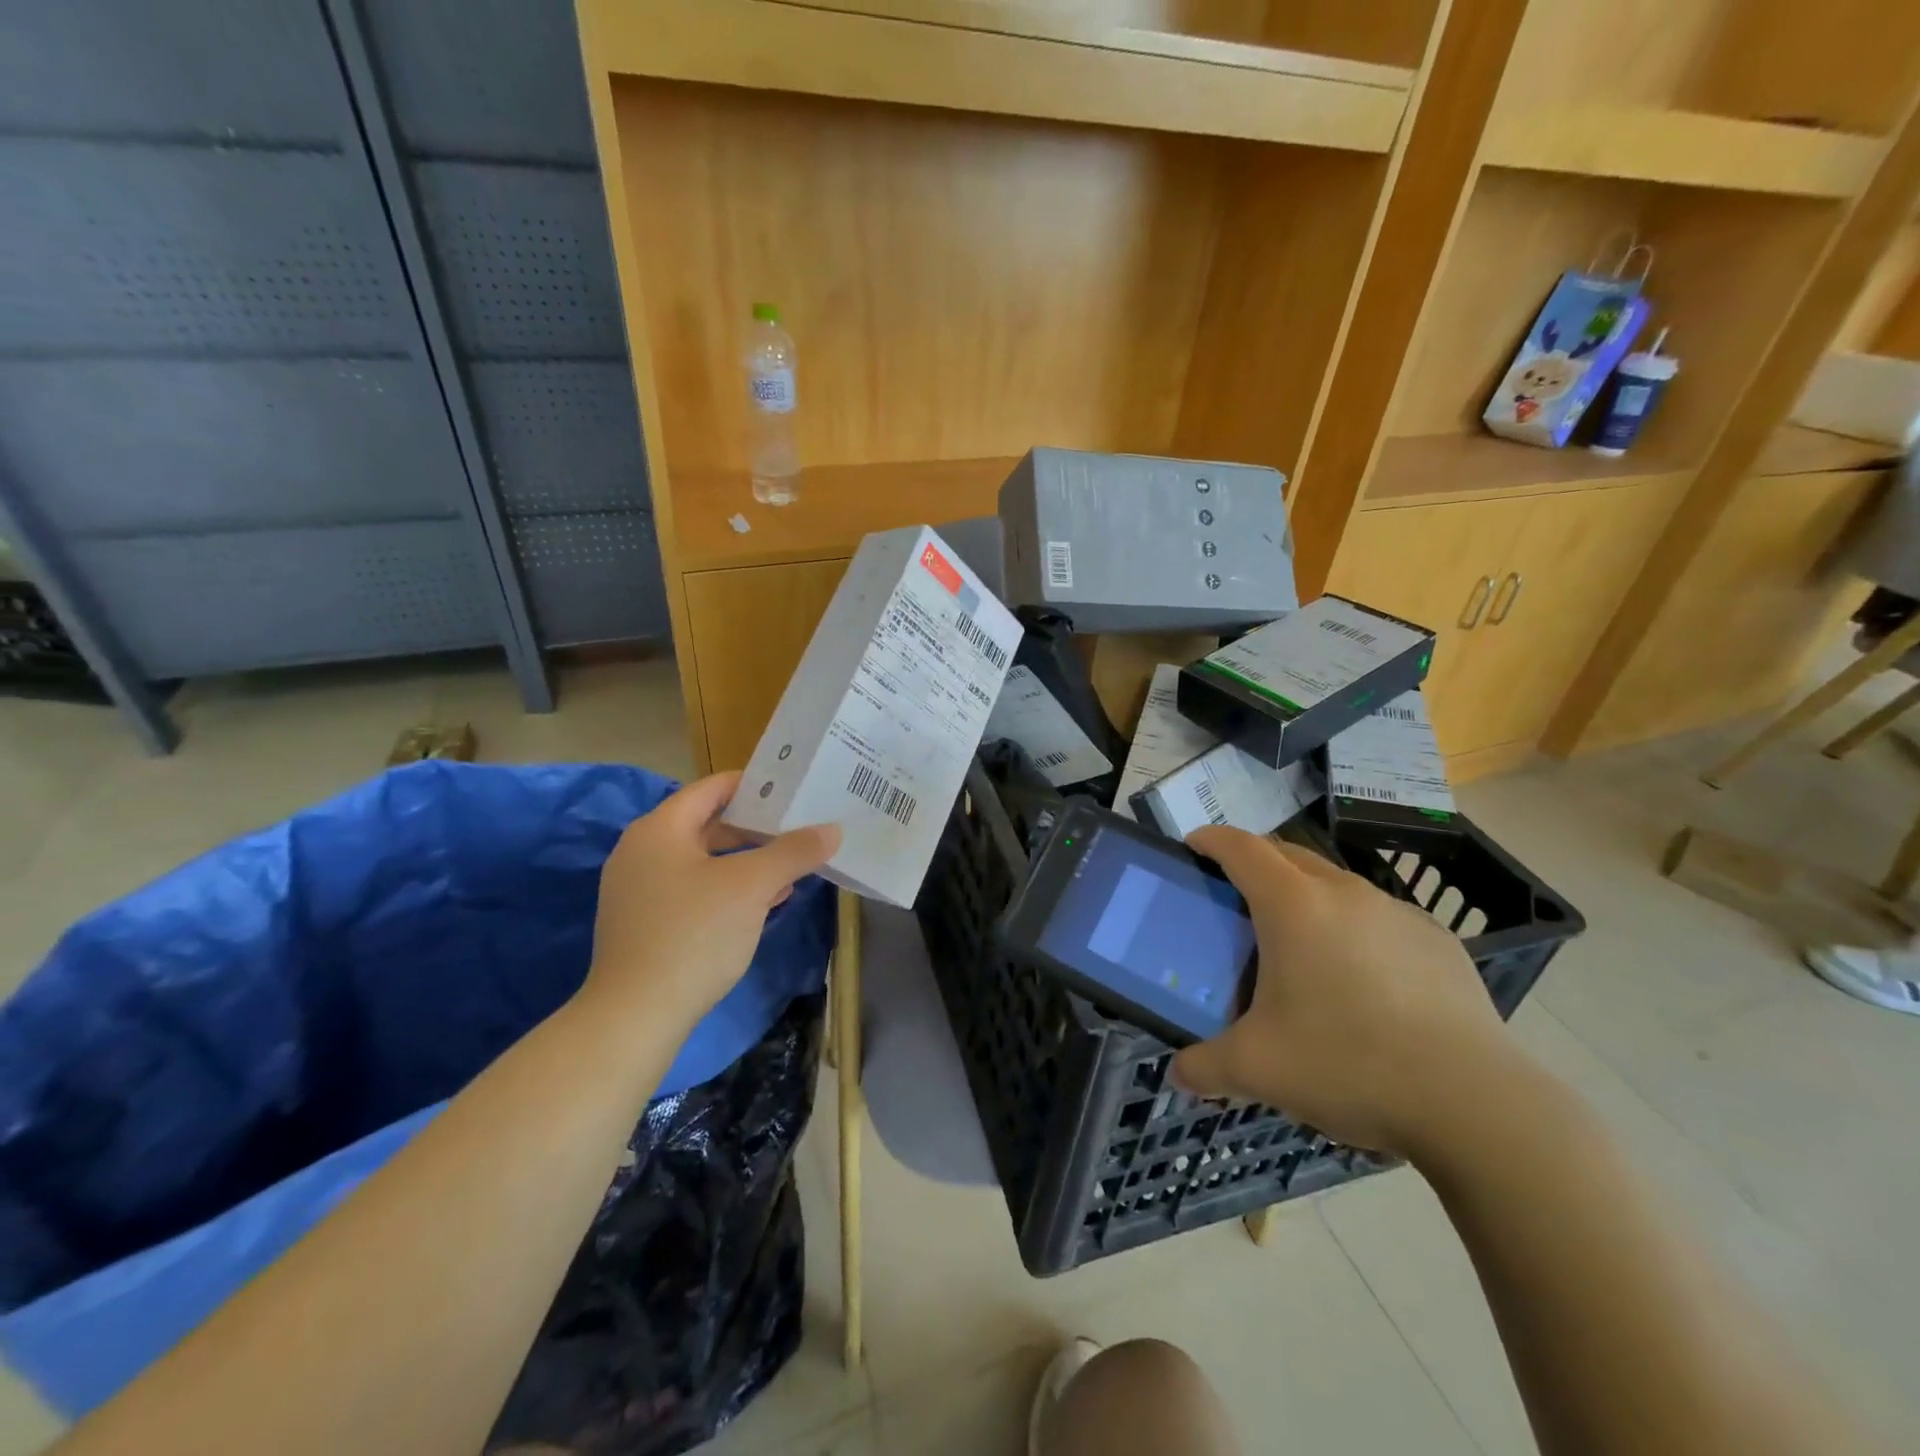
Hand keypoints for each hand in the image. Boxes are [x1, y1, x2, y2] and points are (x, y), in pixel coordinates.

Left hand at [581, 772, 839, 1030]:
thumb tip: (832, 830)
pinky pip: (692, 889)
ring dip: (745, 861)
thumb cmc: (694, 935)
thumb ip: (793, 852)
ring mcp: (638, 889)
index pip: (711, 788)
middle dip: (755, 828)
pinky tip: (762, 903)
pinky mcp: (643, 922)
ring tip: (790, 866)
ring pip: (702, 860)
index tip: (793, 789)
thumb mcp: (752, 887)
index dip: (754, 785)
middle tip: (798, 828)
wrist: (635, 1016)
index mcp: (660, 829)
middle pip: (707, 823)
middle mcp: (641, 851)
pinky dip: (726, 888)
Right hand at [1171, 827, 1526, 1156]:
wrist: (1474, 1101)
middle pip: (1288, 854)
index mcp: (1293, 905)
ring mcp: (1397, 912)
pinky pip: (1379, 917)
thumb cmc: (1347, 1064)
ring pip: (1337, 884)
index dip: (1212, 839)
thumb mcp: (1258, 1070)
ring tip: (1300, 944)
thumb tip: (1178, 1074)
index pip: (1241, 848)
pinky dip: (1356, 928)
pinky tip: (1363, 980)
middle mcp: (1344, 893)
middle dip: (1256, 861)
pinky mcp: (1438, 940)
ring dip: (1307, 896)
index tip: (1194, 844)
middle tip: (1236, 895)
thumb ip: (1205, 1067)